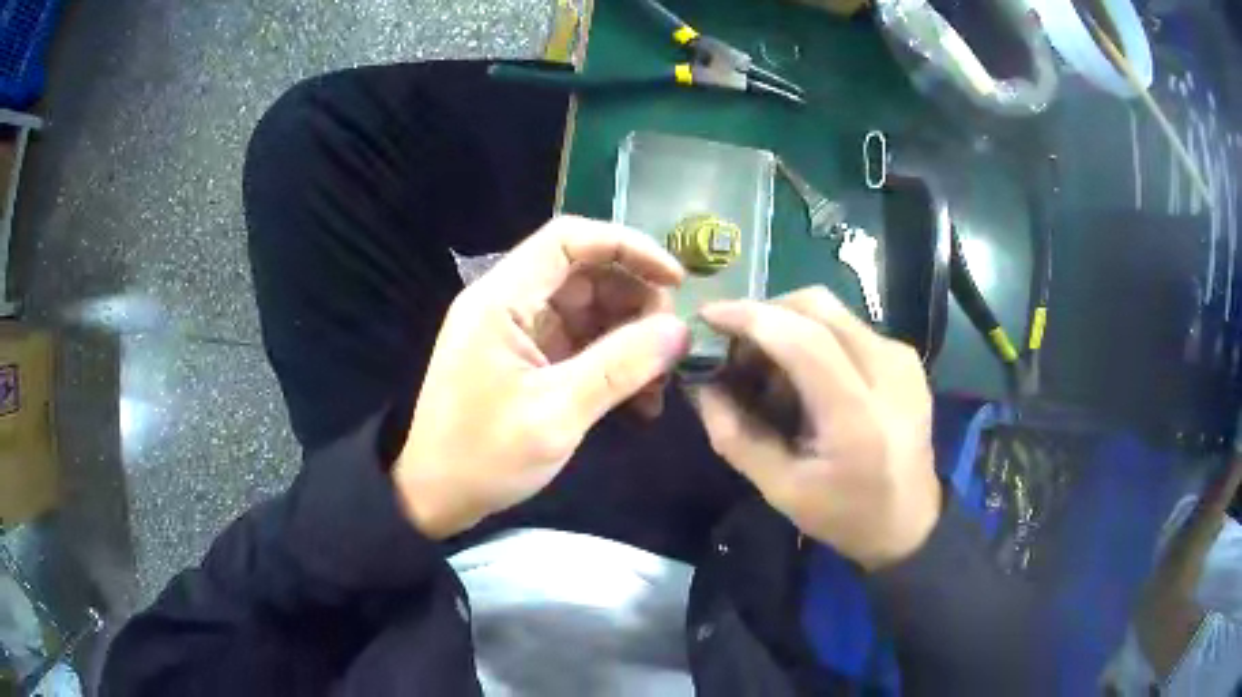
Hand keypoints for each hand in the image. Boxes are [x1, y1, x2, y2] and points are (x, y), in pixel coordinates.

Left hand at [393, 216, 690, 538]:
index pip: (568, 239)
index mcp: (502, 299)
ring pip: (588, 309)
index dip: (627, 247)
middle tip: (671, 346)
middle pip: (584, 272)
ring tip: (659, 382)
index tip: (675, 280)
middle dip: (635, 301)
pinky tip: (639, 399)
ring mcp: (518, 332)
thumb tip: (680, 330)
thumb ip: (620, 366)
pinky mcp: (527, 360)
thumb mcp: (556, 414)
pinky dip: (612, 362)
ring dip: (630, 338)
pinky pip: (580, 343)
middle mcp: (509, 303)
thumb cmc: (483, 456)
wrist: (435, 496)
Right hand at [693, 287, 941, 570]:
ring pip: (831, 311)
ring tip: (768, 370)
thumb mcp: (781, 489)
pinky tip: (804, 377)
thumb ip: (735, 435)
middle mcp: (888, 372)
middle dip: (766, 313)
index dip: (751, 318)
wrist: (910, 522)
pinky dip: (814, 337)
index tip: (708, 316)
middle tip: (736, 348)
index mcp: (859, 417)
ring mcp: (902, 359)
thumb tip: (701, 385)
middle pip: (818, 307)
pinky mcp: (905, 357)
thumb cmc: (845, 514)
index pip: (803, 340)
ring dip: (789, 326)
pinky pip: (848, 326)